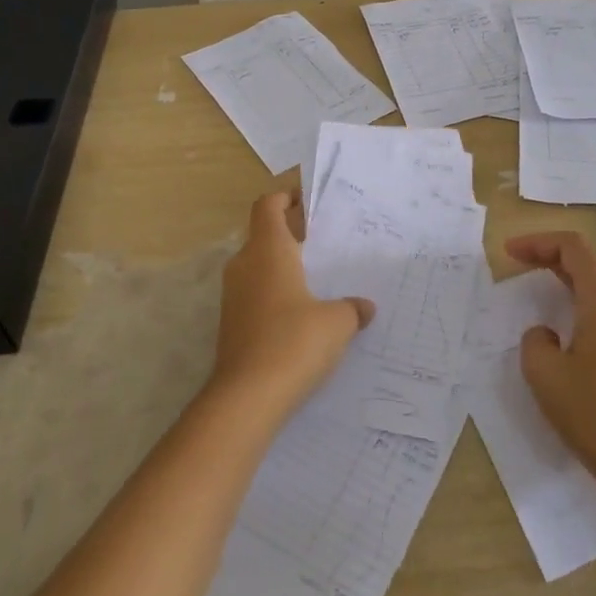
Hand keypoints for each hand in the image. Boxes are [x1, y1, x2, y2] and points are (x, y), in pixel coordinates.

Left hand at [212, 191, 374, 417]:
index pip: (268, 206)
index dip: (285, 197)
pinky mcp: (231, 324)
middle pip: (263, 234)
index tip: (308, 200)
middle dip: (290, 233)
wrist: (246, 398)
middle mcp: (245, 265)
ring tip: (318, 278)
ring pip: (258, 266)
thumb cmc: (294, 342)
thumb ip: (351, 308)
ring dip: (283, 266)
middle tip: (323, 241)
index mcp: (268, 250)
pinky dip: (276, 293)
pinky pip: (255, 294)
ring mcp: (233, 296)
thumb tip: (364, 307)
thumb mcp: (336, 322)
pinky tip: (303, 314)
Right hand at [507, 231, 595, 482]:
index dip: (538, 242)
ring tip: (539, 285)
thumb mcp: (545, 374)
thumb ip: (535, 341)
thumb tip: (547, 334)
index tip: (509, 253)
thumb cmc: (594, 413)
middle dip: (553, 253)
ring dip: (570, 275)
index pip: (573, 247)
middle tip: (520, 262)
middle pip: (591, 258)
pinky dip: (584, 296)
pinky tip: (566, 320)